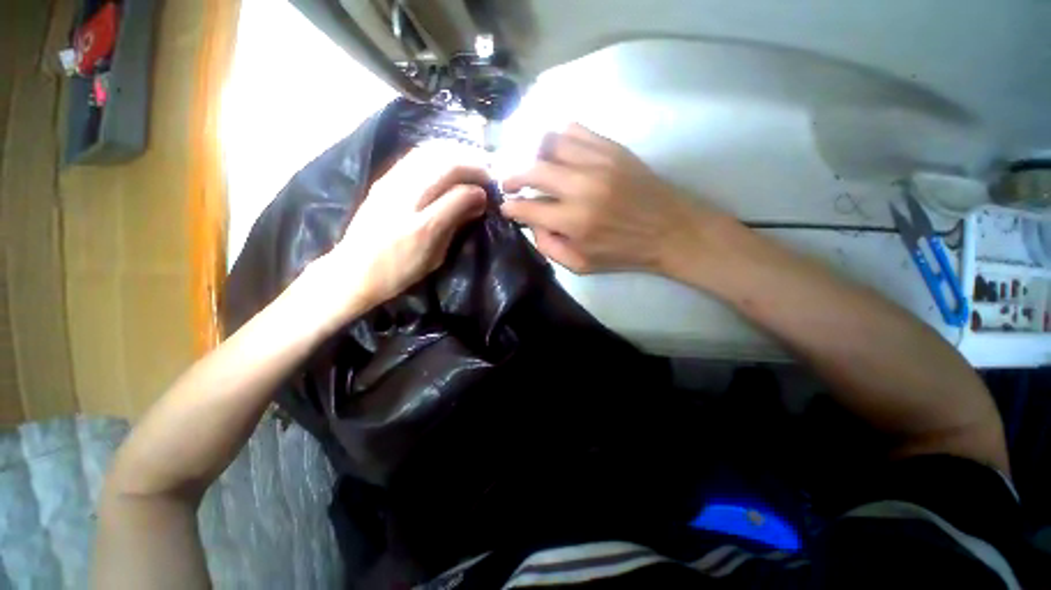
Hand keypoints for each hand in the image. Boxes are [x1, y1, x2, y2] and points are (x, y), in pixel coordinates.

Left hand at [310, 145, 489, 323]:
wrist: (354, 270)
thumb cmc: (400, 271)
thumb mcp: (436, 257)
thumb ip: (456, 226)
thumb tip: (478, 202)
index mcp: (424, 226)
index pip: (459, 194)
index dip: (479, 189)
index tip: (489, 194)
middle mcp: (407, 198)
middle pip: (446, 165)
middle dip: (473, 164)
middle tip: (487, 172)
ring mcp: (392, 184)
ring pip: (430, 153)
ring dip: (456, 153)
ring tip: (472, 161)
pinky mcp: (384, 179)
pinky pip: (415, 156)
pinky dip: (437, 153)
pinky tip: (448, 159)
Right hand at [500, 124, 722, 275]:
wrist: (671, 230)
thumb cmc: (624, 253)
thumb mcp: (582, 266)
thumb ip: (550, 247)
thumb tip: (532, 223)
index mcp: (574, 221)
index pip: (527, 207)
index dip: (511, 207)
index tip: (507, 206)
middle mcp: (581, 186)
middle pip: (532, 169)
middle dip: (513, 176)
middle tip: (510, 184)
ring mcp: (598, 162)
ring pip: (549, 143)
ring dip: (533, 155)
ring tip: (533, 167)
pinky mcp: (612, 148)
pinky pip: (574, 130)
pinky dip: (557, 137)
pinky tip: (556, 151)